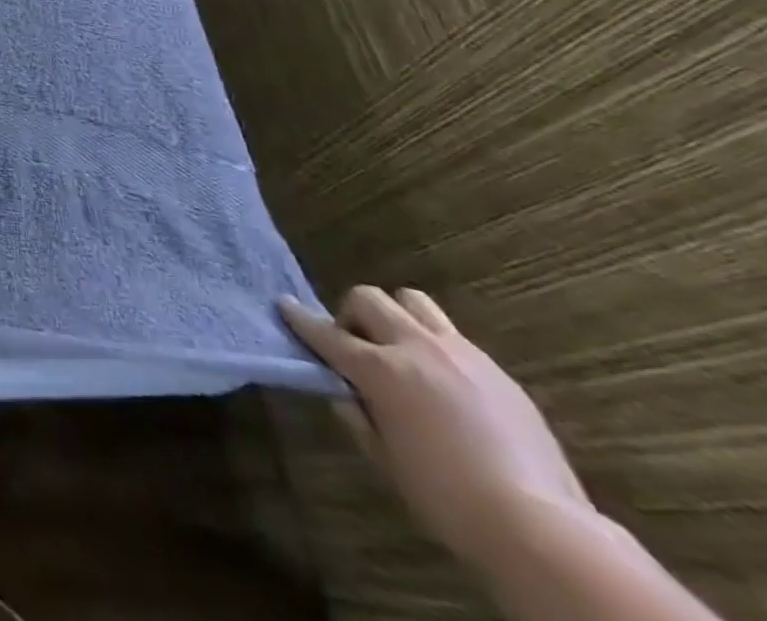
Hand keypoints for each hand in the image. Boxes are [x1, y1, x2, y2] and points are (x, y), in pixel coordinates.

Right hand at [281, 286, 590, 571]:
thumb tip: (343, 391)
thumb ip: (358, 417)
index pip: (326, 333)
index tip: (283, 305)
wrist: (543, 529)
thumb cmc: (448, 500)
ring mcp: (461, 354)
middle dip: (353, 315)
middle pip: (369, 299)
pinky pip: (452, 336)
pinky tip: (446, 383)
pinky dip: (434, 345)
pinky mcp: (496, 370)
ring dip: (396, 316)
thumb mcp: (386, 461)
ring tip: (402, 351)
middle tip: (357, 347)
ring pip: (413, 302)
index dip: (300, 319)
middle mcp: (415, 347)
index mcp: (381, 370)